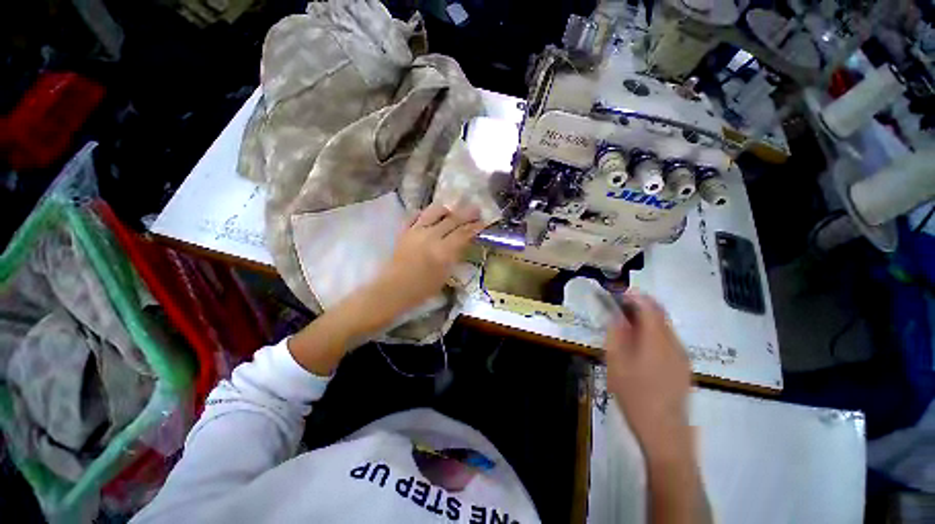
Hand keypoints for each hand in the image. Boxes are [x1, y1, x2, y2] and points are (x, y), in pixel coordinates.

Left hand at [376, 204, 484, 314]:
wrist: (394, 288)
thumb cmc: (423, 288)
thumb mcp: (445, 274)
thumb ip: (455, 255)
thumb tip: (463, 242)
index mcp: (443, 250)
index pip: (463, 233)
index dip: (475, 227)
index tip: (483, 222)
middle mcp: (431, 236)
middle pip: (452, 220)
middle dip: (466, 214)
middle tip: (476, 209)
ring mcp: (416, 231)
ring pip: (434, 212)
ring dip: (446, 209)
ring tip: (452, 209)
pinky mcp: (404, 231)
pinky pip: (415, 215)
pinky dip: (423, 213)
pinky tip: (429, 214)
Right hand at [605, 292, 692, 460]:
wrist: (665, 431)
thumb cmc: (635, 394)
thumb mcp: (616, 362)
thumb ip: (616, 334)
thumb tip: (616, 316)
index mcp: (657, 339)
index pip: (649, 306)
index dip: (634, 296)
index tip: (617, 294)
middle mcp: (674, 343)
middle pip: (659, 314)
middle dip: (639, 306)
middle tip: (618, 309)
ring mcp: (682, 356)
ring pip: (664, 327)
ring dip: (646, 321)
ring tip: (626, 328)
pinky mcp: (683, 367)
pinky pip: (668, 341)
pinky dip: (653, 334)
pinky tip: (640, 349)